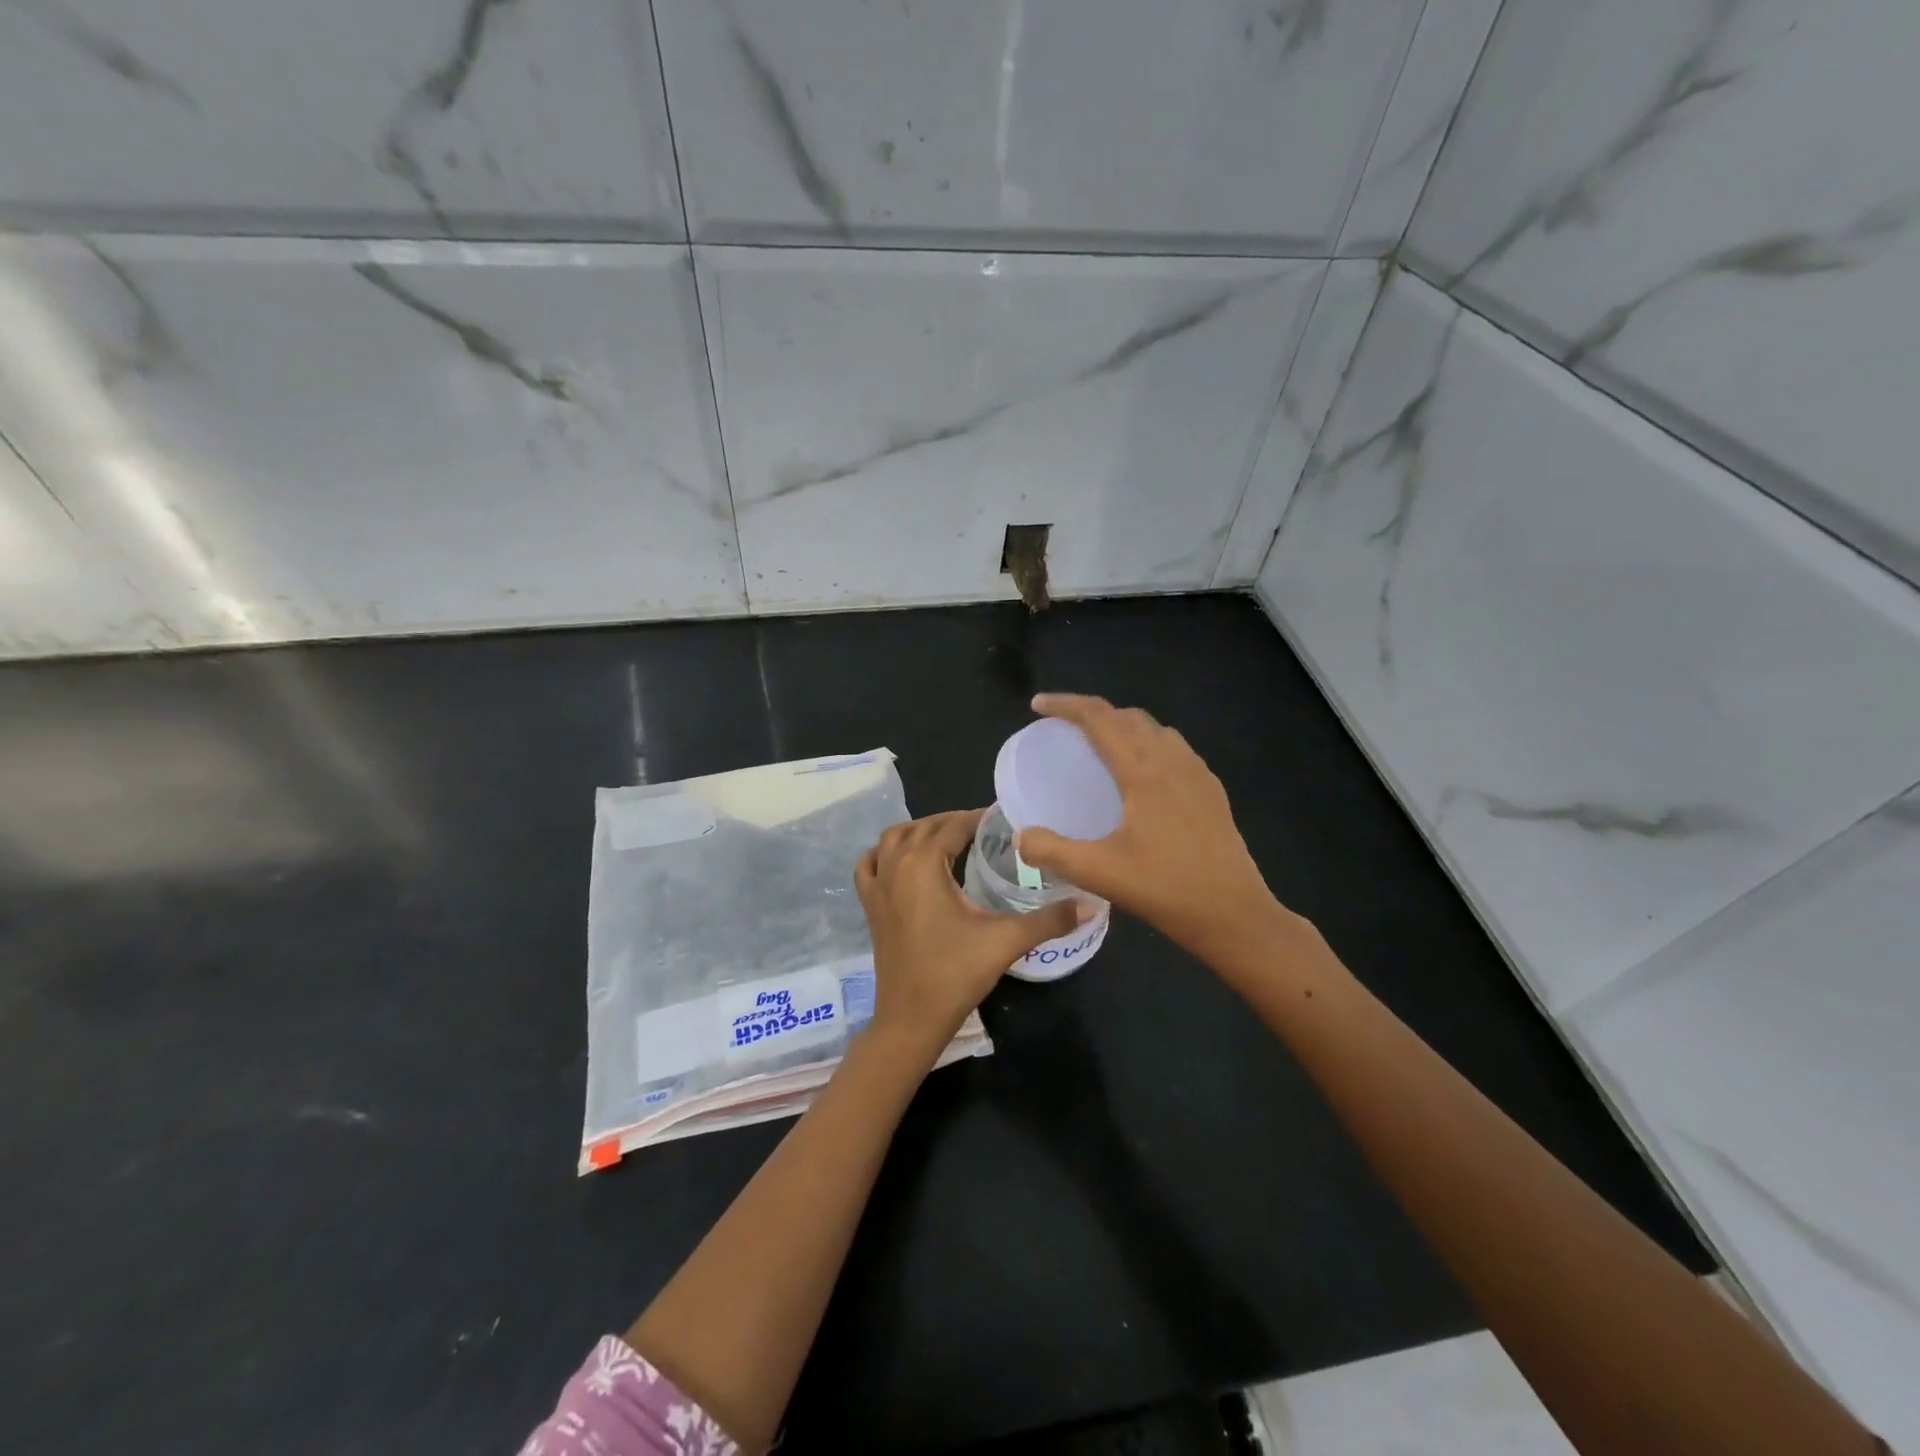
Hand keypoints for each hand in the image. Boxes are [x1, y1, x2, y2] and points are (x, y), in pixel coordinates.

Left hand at [856, 809, 1085, 1054]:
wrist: (911, 1019)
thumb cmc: (955, 974)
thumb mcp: (1006, 941)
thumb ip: (1050, 919)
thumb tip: (1092, 904)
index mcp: (924, 864)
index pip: (954, 826)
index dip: (979, 818)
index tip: (1003, 818)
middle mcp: (896, 865)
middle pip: (925, 827)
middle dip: (953, 822)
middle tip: (984, 830)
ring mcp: (877, 885)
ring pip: (894, 839)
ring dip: (920, 831)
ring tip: (948, 839)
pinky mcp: (869, 906)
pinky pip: (871, 864)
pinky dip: (885, 853)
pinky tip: (901, 860)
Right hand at [1013, 694, 1290, 965]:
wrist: (1236, 915)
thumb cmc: (1166, 890)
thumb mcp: (1099, 874)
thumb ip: (1052, 852)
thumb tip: (1021, 837)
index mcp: (1143, 772)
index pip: (1099, 718)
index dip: (1066, 705)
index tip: (1038, 706)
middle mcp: (1172, 761)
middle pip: (1127, 717)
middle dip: (1092, 713)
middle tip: (1064, 730)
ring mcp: (1197, 774)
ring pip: (1155, 730)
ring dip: (1122, 727)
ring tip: (1100, 748)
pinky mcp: (1212, 791)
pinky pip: (1175, 749)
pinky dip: (1148, 745)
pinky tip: (1141, 777)